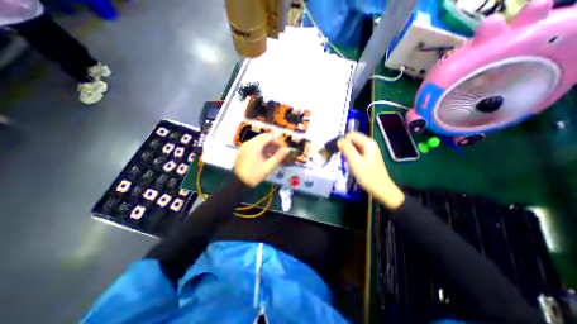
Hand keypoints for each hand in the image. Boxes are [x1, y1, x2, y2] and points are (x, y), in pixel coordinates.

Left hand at [235, 132, 290, 186]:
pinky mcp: (242, 150)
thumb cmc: (255, 175)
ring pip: (259, 140)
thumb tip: (287, 149)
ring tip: (273, 154)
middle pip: (264, 137)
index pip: (269, 137)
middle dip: (272, 143)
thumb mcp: (269, 167)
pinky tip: (265, 156)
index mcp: (255, 146)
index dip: (278, 141)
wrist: (240, 182)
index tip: (283, 148)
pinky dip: (261, 148)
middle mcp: (249, 143)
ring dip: (267, 145)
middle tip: (279, 150)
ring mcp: (244, 146)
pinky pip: (254, 144)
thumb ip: (279, 156)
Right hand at [336, 131, 402, 207]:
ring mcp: (368, 151)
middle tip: (343, 159)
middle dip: (344, 148)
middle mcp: (368, 144)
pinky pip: (355, 154)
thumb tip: (338, 140)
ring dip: (347, 154)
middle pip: (351, 140)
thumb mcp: (355, 162)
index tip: (339, 152)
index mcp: (368, 143)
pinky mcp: (366, 158)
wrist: (381, 190)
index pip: (350, 135)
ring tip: (348, 164)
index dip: (343, 141)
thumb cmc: (368, 176)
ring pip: (352, 147)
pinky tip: (351, 166)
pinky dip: (351, 158)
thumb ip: (346, 149)